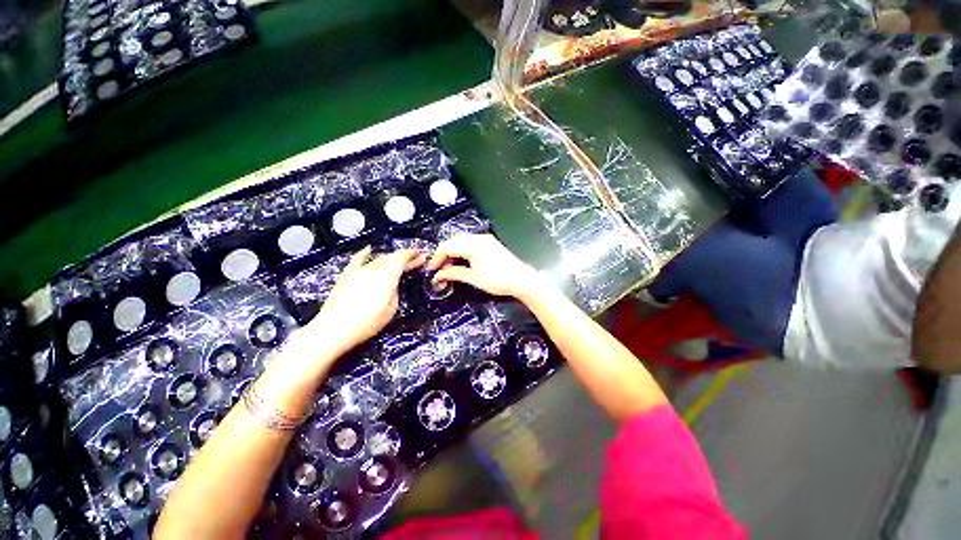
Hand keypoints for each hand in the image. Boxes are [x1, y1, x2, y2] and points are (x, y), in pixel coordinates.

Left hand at [305, 247, 424, 354]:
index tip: (421, 255)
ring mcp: (359, 270)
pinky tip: (369, 249)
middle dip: (404, 257)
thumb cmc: (367, 322)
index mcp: (387, 275)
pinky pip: (358, 259)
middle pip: (391, 257)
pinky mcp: (347, 275)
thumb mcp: (391, 308)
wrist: (335, 328)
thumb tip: (393, 284)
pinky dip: (365, 253)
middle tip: (414, 261)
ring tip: (398, 262)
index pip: (402, 257)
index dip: (412, 254)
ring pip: (378, 259)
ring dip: (390, 259)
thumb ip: (395, 291)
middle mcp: (374, 268)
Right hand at [426, 234, 539, 299]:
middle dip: (444, 255)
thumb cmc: (498, 280)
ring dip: (453, 252)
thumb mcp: (473, 278)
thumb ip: (454, 273)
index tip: (431, 269)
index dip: (436, 257)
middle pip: (453, 242)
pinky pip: (470, 243)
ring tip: (449, 267)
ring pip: (461, 242)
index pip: (447, 246)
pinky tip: (461, 261)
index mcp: (473, 245)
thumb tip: (438, 275)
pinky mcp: (490, 243)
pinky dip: (462, 251)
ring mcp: (485, 239)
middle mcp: (478, 238)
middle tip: (439, 269)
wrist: (521, 279)